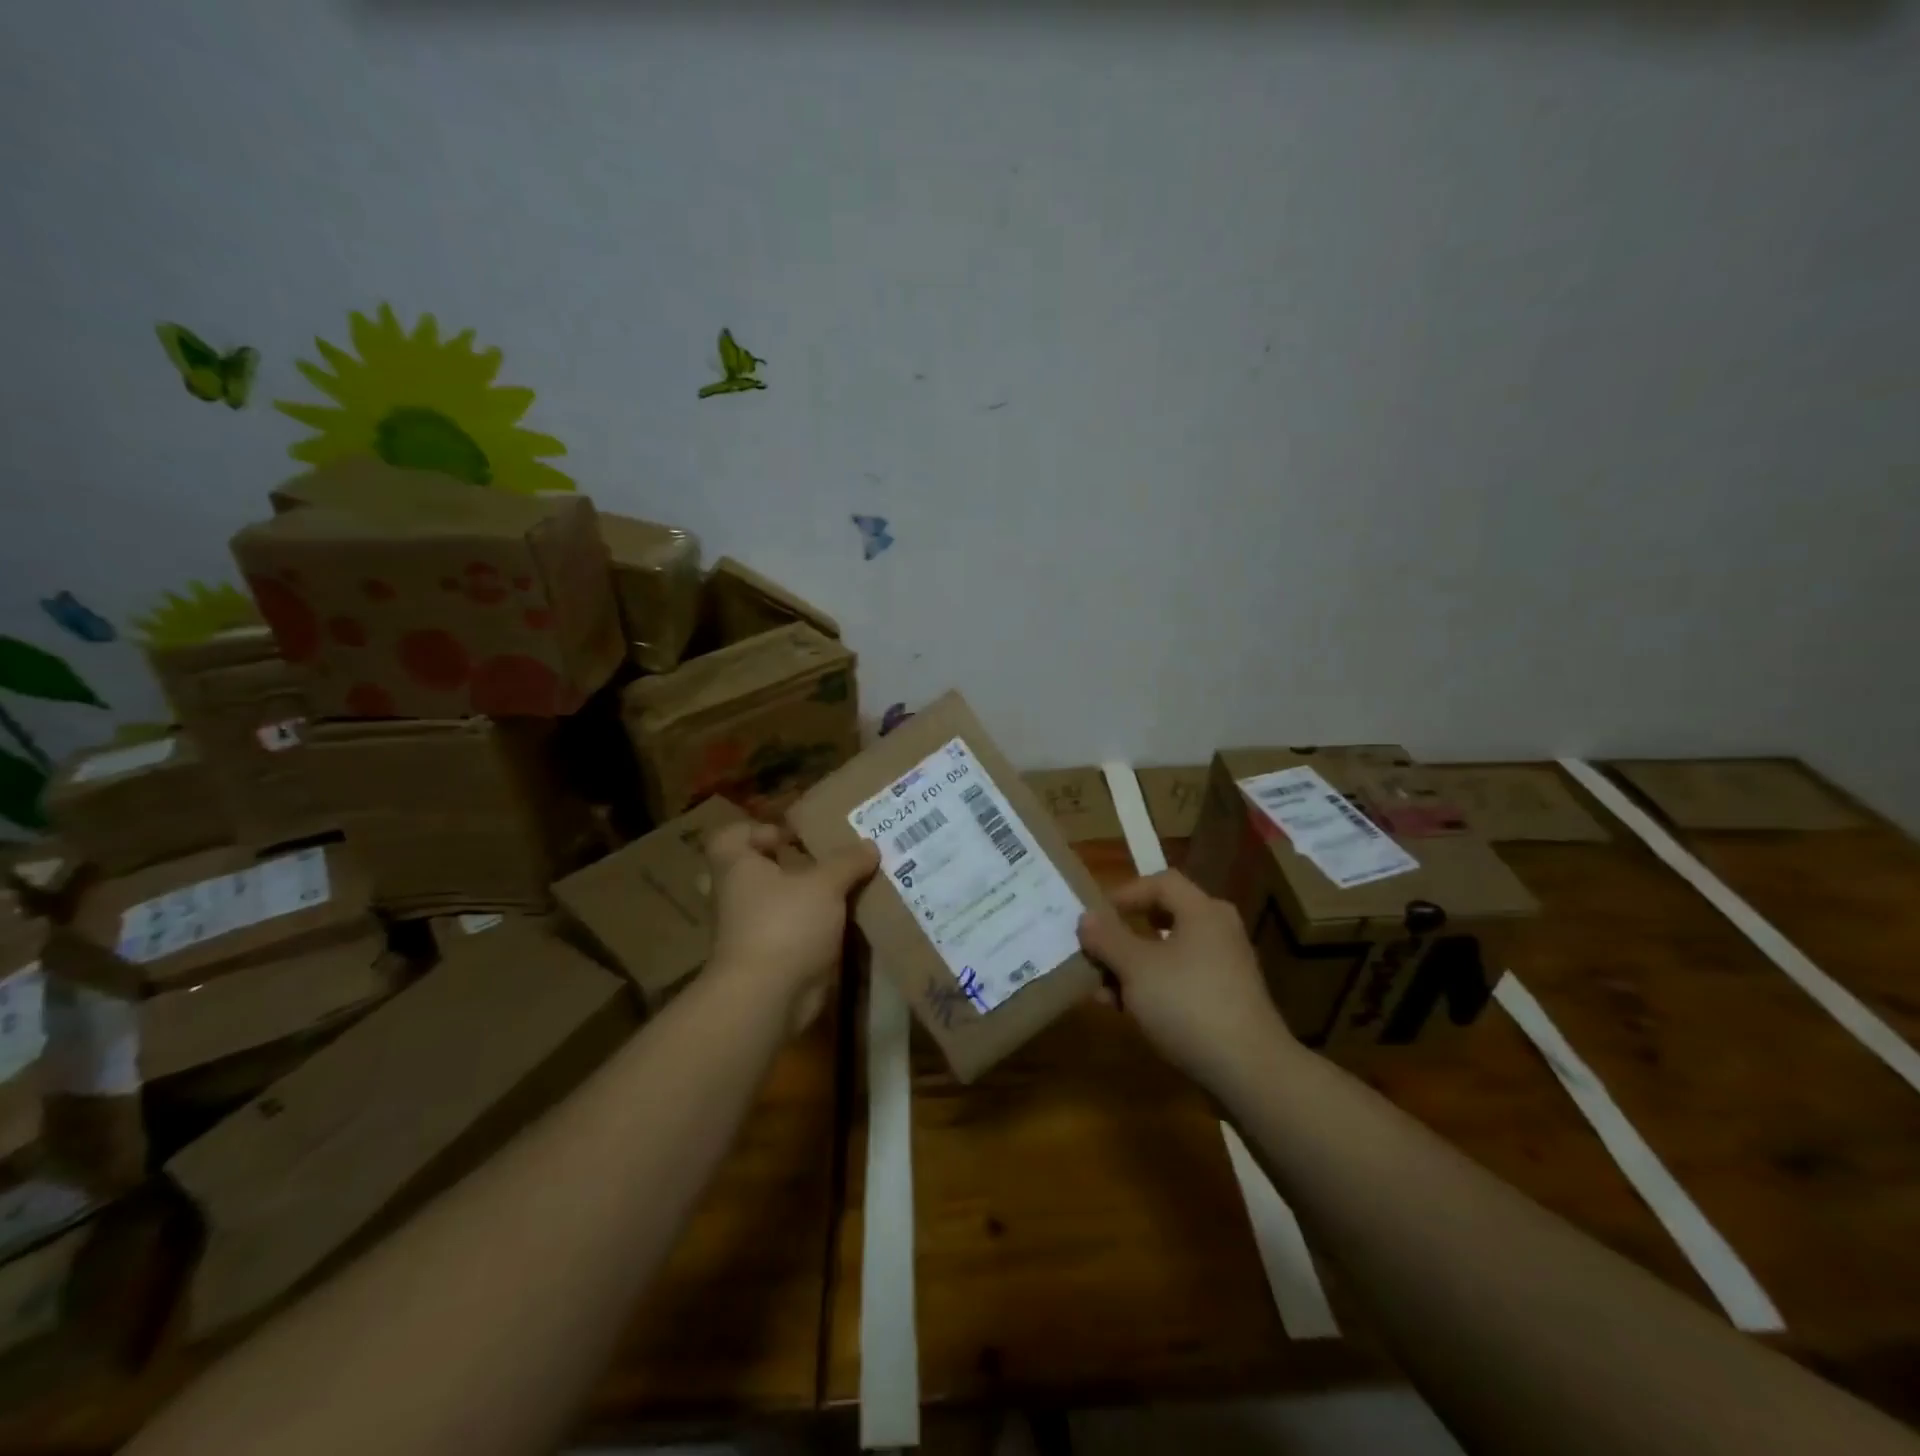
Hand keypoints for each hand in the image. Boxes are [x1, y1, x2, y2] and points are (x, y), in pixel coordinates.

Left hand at [703, 822, 878, 1031]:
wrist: (767, 998)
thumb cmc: (786, 924)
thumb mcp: (825, 884)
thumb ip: (847, 862)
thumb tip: (870, 845)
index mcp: (736, 869)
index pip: (728, 837)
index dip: (756, 831)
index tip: (791, 837)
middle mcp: (734, 898)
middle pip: (748, 873)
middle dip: (777, 867)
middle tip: (811, 864)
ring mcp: (746, 933)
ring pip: (770, 906)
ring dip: (799, 901)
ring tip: (839, 893)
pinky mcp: (765, 961)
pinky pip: (786, 935)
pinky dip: (808, 931)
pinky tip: (842, 927)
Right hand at [1077, 870, 1296, 1092]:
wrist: (1249, 1071)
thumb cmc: (1188, 1005)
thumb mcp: (1136, 968)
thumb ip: (1108, 938)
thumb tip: (1086, 917)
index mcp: (1203, 911)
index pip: (1160, 882)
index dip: (1124, 893)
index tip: (1096, 918)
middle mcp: (1218, 931)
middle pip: (1163, 917)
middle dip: (1123, 936)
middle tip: (1097, 951)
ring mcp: (1225, 967)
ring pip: (1169, 953)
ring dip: (1132, 967)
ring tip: (1103, 991)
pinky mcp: (1226, 1000)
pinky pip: (1181, 980)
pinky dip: (1153, 987)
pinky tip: (1128, 1012)